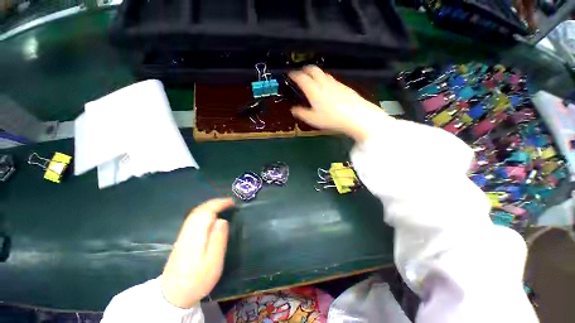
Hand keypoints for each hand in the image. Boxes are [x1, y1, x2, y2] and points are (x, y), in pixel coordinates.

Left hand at [160, 198, 233, 308]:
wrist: (172, 296)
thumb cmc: (197, 280)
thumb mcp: (213, 263)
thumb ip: (218, 240)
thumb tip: (223, 220)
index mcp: (196, 236)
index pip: (206, 212)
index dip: (219, 204)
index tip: (232, 202)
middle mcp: (188, 231)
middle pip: (200, 210)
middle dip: (215, 203)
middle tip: (230, 202)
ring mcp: (183, 235)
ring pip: (195, 213)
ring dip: (210, 206)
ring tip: (223, 206)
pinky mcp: (182, 239)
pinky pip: (194, 219)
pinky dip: (204, 212)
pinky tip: (211, 216)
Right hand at [289, 66, 387, 142]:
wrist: (355, 115)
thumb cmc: (331, 118)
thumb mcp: (313, 119)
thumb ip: (301, 113)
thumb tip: (293, 109)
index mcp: (313, 90)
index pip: (301, 77)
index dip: (294, 74)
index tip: (290, 74)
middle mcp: (323, 83)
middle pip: (313, 69)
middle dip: (305, 69)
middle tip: (300, 73)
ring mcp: (334, 83)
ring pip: (323, 73)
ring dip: (315, 73)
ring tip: (312, 78)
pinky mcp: (343, 86)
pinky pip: (331, 78)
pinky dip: (324, 78)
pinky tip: (326, 86)